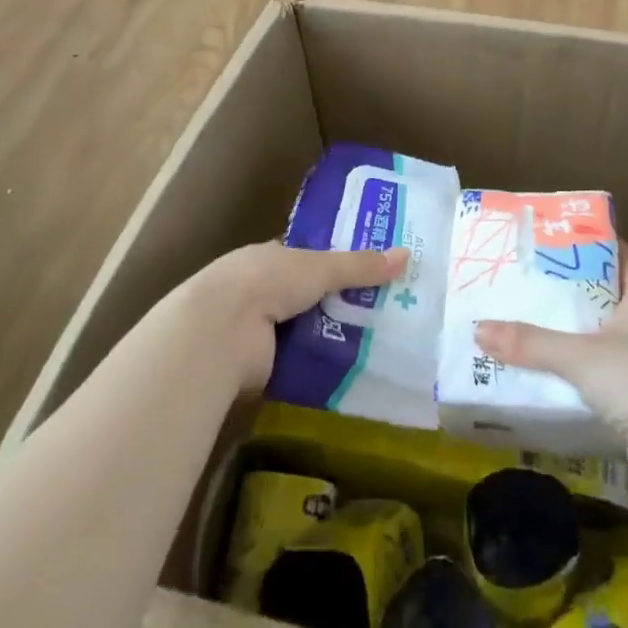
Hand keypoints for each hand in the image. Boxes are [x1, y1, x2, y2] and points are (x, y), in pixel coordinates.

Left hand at [196, 241, 409, 390]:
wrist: (219, 332)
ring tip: (377, 345)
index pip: (306, 259)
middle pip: (307, 297)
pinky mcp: (257, 367)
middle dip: (338, 305)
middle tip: (383, 312)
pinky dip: (318, 367)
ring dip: (330, 338)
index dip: (335, 265)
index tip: (369, 273)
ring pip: (303, 331)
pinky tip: (350, 372)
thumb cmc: (267, 282)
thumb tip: (407, 255)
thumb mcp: (320, 267)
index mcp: (269, 258)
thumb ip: (360, 266)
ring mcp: (255, 330)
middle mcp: (260, 291)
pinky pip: (297, 364)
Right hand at [475, 245, 627, 512]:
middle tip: (534, 282)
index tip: (565, 238)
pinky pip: (602, 383)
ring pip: (605, 344)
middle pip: (611, 301)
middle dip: (576, 293)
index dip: (601, 246)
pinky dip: (579, 380)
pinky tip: (549, 380)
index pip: (625, 261)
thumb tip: (479, 328)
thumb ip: (531, 343)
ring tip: (532, 327)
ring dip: (575, 339)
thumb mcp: (579, 355)